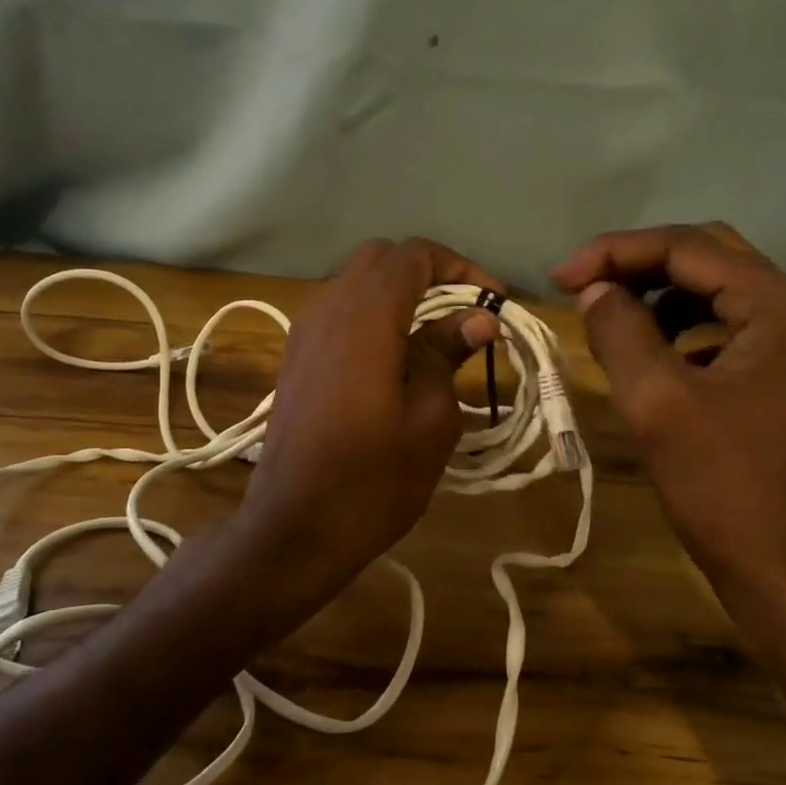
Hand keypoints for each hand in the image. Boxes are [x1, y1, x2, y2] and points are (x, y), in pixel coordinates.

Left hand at [236, 237, 500, 598]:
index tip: (492, 304)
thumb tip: (478, 317)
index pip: (414, 255)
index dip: (460, 268)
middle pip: (381, 258)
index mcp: (364, 318)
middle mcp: (327, 309)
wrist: (293, 528)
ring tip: (438, 334)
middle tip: (466, 313)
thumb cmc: (373, 481)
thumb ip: (447, 354)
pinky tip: (397, 354)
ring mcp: (304, 331)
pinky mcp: (296, 355)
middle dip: (429, 273)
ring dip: (399, 293)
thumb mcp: (429, 419)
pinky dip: (374, 313)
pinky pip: (339, 310)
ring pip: (356, 281)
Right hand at [550, 223, 785, 635]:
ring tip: (609, 318)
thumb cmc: (727, 488)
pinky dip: (680, 328)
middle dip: (637, 265)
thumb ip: (620, 331)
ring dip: (658, 295)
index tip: (559, 279)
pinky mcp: (784, 376)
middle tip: (581, 287)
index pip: (686, 247)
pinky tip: (650, 355)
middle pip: (706, 258)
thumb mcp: (657, 402)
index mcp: (777, 304)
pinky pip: (724, 328)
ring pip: (715, 292)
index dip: (615, 252)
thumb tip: (595, 290)